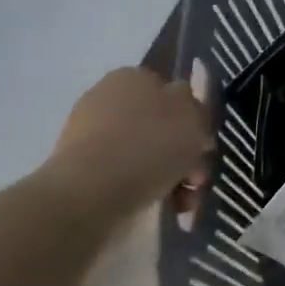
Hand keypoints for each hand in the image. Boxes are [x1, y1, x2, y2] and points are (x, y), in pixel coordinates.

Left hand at [40, 68, 211, 221]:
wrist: (91, 192)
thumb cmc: (150, 146)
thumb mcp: (193, 118)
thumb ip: (198, 108)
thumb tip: (190, 110)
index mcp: (134, 77)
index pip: (172, 92)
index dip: (193, 119)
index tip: (204, 146)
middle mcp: (109, 99)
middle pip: (160, 126)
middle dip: (184, 154)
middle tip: (196, 180)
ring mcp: (90, 134)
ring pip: (146, 153)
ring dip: (171, 176)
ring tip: (183, 203)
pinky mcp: (80, 168)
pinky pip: (125, 175)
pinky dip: (146, 190)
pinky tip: (161, 208)